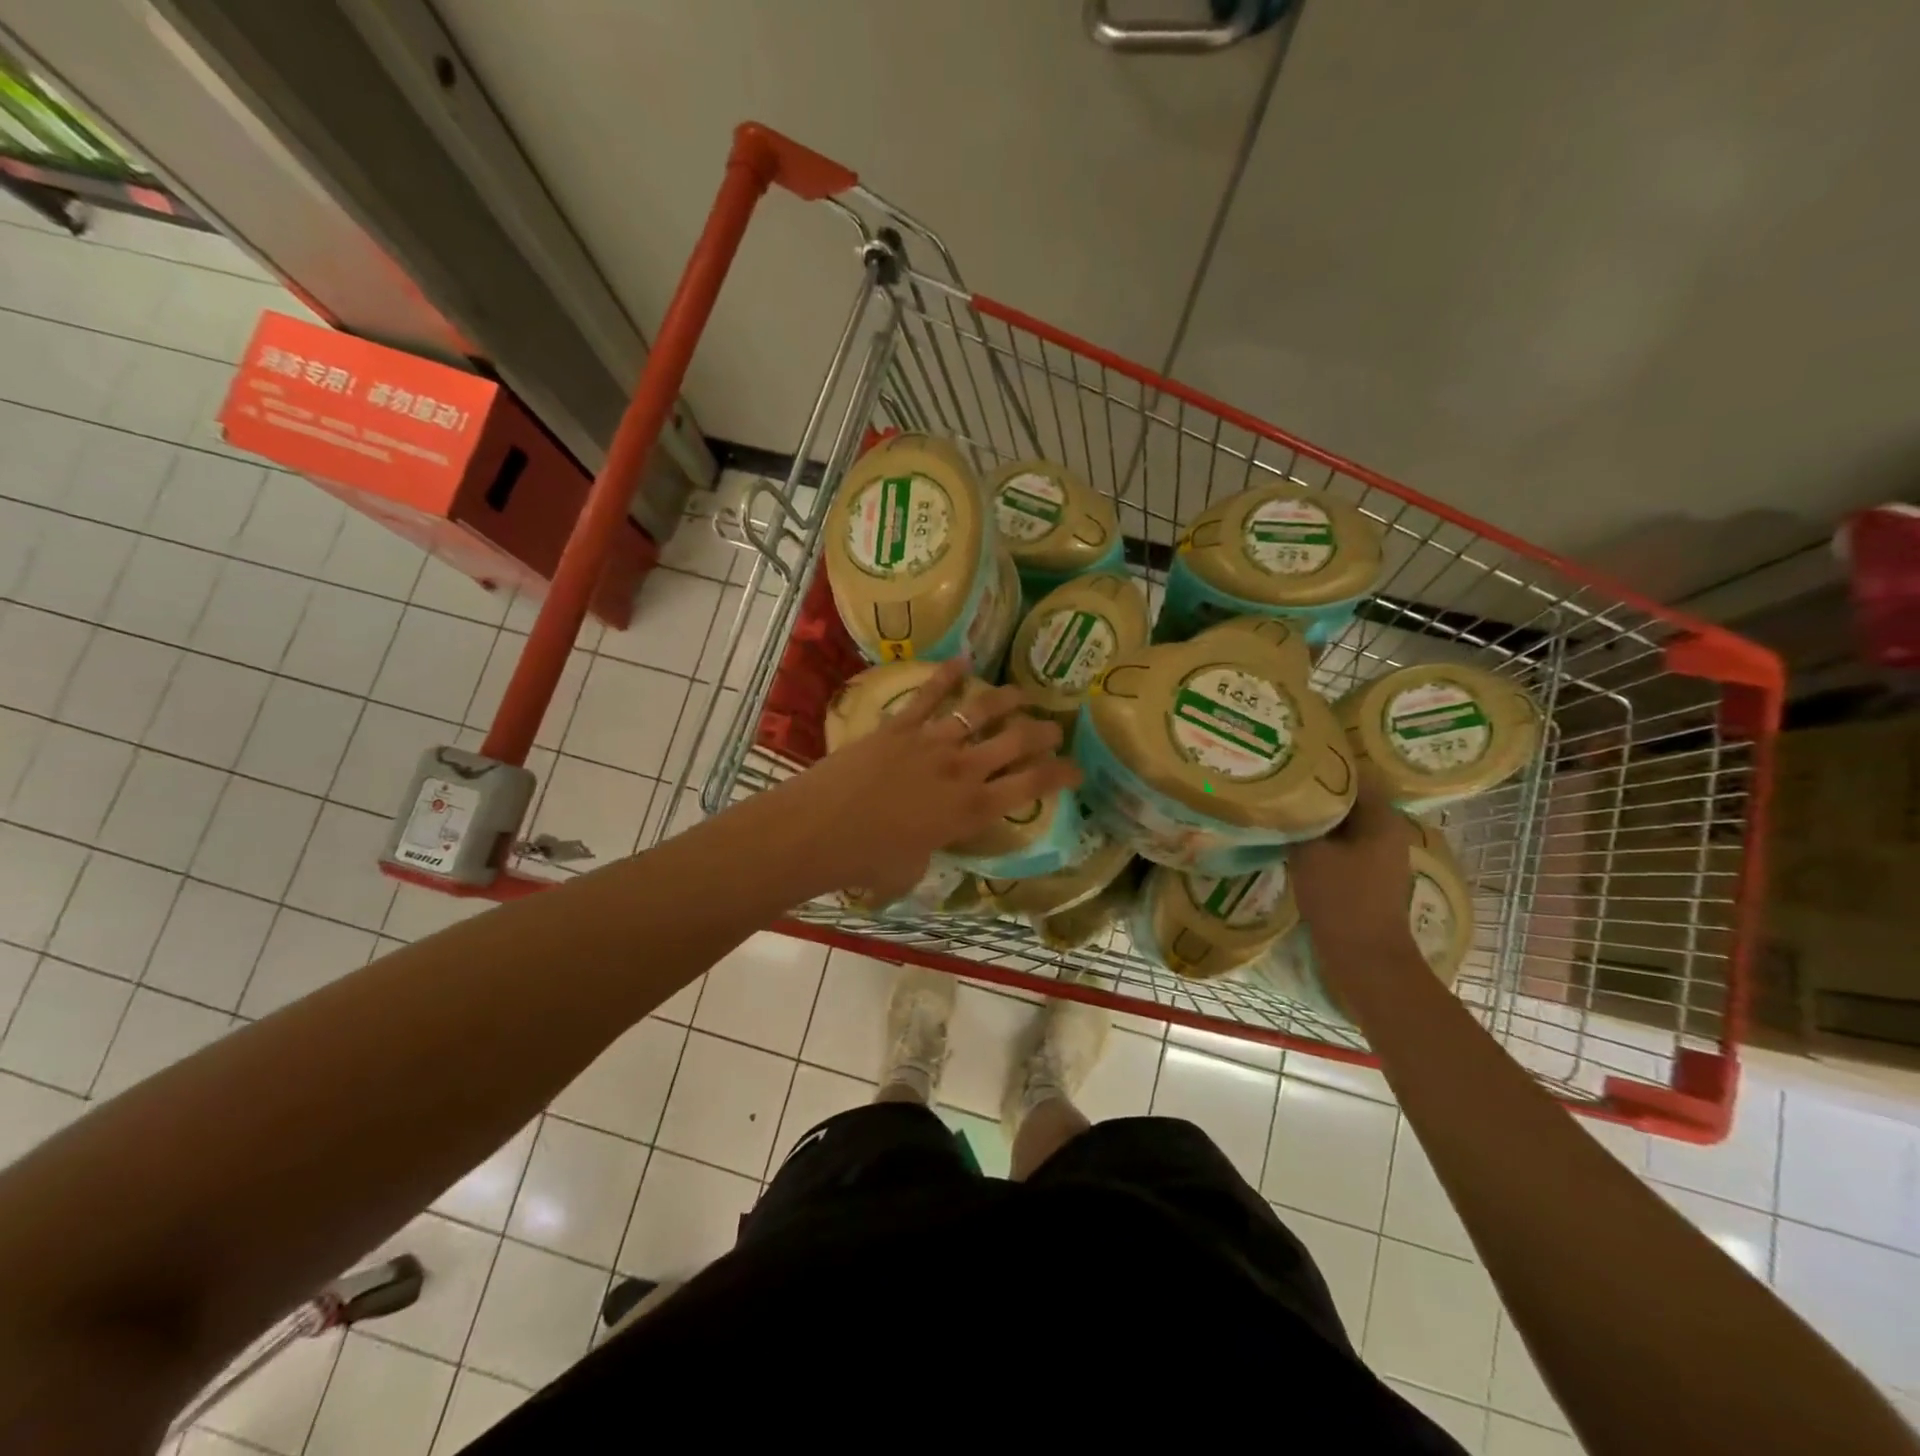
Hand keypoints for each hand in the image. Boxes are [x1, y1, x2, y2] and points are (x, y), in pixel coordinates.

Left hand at [779, 658, 1079, 902]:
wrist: (819, 831)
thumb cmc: (867, 862)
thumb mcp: (912, 869)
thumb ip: (929, 850)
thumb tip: (924, 844)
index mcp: (971, 810)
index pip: (1032, 786)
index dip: (1061, 775)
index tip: (1076, 770)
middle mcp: (962, 770)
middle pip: (1017, 741)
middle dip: (1044, 731)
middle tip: (1055, 727)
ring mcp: (931, 742)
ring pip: (981, 710)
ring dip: (1007, 699)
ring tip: (1022, 693)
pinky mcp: (899, 726)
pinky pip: (929, 694)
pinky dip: (947, 675)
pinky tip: (963, 661)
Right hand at [1288, 770, 1416, 966]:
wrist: (1364, 958)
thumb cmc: (1341, 899)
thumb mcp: (1311, 853)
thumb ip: (1300, 822)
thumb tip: (1286, 800)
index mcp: (1383, 819)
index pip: (1356, 775)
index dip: (1325, 766)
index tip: (1294, 760)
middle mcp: (1388, 833)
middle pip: (1350, 800)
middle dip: (1318, 792)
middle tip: (1282, 783)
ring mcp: (1379, 857)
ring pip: (1344, 824)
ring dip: (1318, 818)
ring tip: (1283, 809)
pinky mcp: (1368, 877)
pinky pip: (1342, 846)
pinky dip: (1321, 840)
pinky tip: (1294, 841)